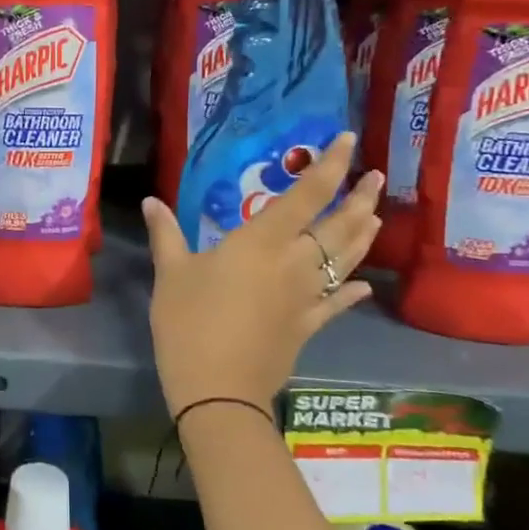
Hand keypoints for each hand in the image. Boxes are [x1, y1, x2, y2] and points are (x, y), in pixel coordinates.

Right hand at [142, 133, 381, 419]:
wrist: (217, 389)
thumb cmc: (189, 322)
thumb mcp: (170, 274)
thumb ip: (166, 234)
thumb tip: (151, 201)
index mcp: (262, 242)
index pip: (307, 195)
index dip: (330, 165)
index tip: (348, 141)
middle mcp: (294, 263)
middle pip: (338, 226)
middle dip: (360, 199)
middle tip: (376, 178)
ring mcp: (306, 297)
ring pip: (345, 260)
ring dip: (363, 235)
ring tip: (376, 215)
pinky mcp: (308, 326)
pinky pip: (337, 304)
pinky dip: (351, 292)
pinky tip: (364, 285)